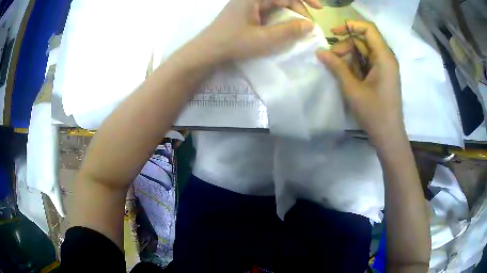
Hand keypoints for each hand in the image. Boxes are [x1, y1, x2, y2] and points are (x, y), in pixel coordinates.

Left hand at [196, 0, 321, 62]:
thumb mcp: (264, 39)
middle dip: (298, 9)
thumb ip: (289, 31)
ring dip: (289, 13)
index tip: (320, 9)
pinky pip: (268, 10)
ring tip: (298, 28)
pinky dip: (279, 17)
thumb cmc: (233, 43)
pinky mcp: (246, 11)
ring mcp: (248, 3)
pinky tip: (284, 27)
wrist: (207, 51)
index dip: (306, 0)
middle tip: (306, 26)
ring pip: (275, 4)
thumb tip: (310, 25)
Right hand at [316, 21, 404, 148]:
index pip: (368, 29)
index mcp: (384, 58)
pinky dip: (355, 65)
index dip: (350, 26)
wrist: (389, 136)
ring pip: (364, 52)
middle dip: (346, 45)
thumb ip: (337, 67)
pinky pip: (367, 63)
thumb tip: (320, 51)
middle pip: (364, 40)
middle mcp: (386, 59)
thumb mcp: (352, 89)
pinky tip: (347, 75)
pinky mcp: (383, 76)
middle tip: (331, 59)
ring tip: (337, 69)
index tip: (333, 33)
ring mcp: (385, 68)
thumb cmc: (374, 113)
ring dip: (349, 56)